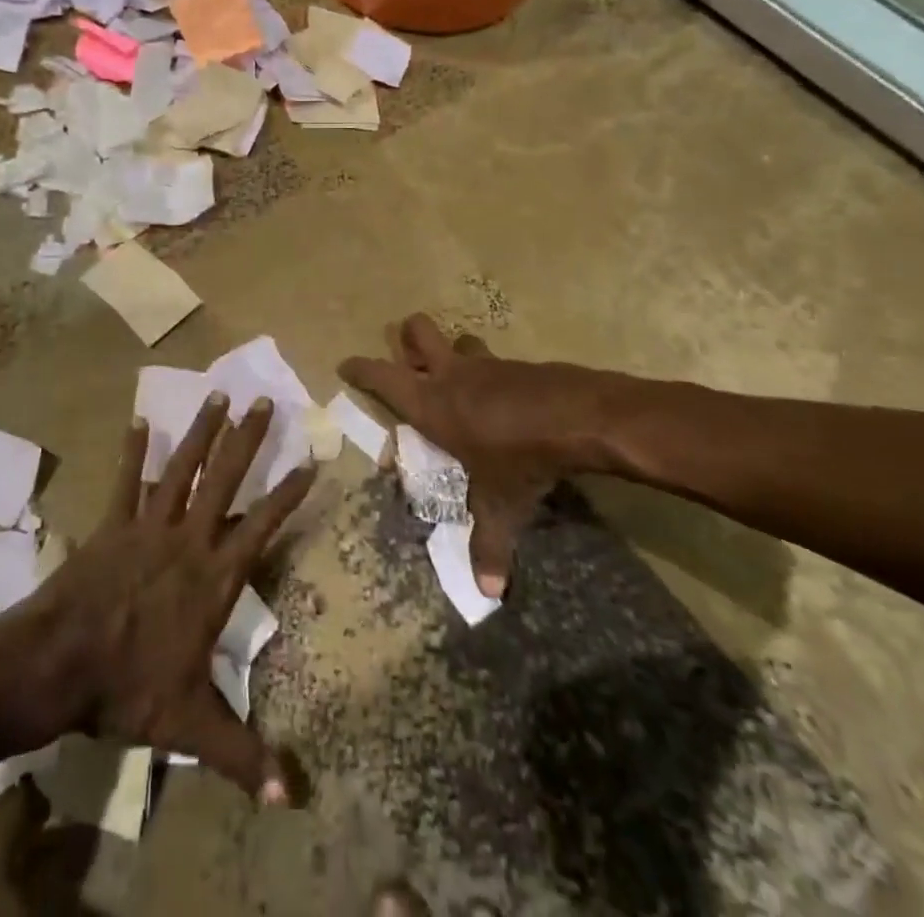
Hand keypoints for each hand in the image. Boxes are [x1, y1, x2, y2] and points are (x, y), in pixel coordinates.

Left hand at [3, 393, 314, 802]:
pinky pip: (125, 481)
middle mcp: (187, 540)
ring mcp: (147, 526)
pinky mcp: (112, 524)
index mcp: (213, 577)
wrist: (59, 663)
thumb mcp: (190, 725)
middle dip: (247, 439)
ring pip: (181, 468)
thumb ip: (242, 755)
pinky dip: (132, 451)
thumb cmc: (129, 687)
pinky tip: (138, 421)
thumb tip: (293, 798)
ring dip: (201, 431)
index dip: (288, 494)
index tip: (310, 460)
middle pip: (224, 479)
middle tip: (264, 400)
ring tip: (217, 395)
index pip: (262, 526)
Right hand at [341, 315, 623, 598]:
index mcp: (431, 403)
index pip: (381, 377)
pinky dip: (490, 372)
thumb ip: (489, 544)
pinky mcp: (518, 364)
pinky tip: (505, 397)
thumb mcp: (500, 504)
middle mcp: (452, 376)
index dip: (360, 370)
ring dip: (454, 352)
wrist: (578, 417)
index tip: (345, 365)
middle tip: (408, 358)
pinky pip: (494, 360)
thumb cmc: (520, 457)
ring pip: (459, 341)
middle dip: (407, 337)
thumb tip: (488, 593)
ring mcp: (486, 364)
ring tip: (459, 376)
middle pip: (417, 331)